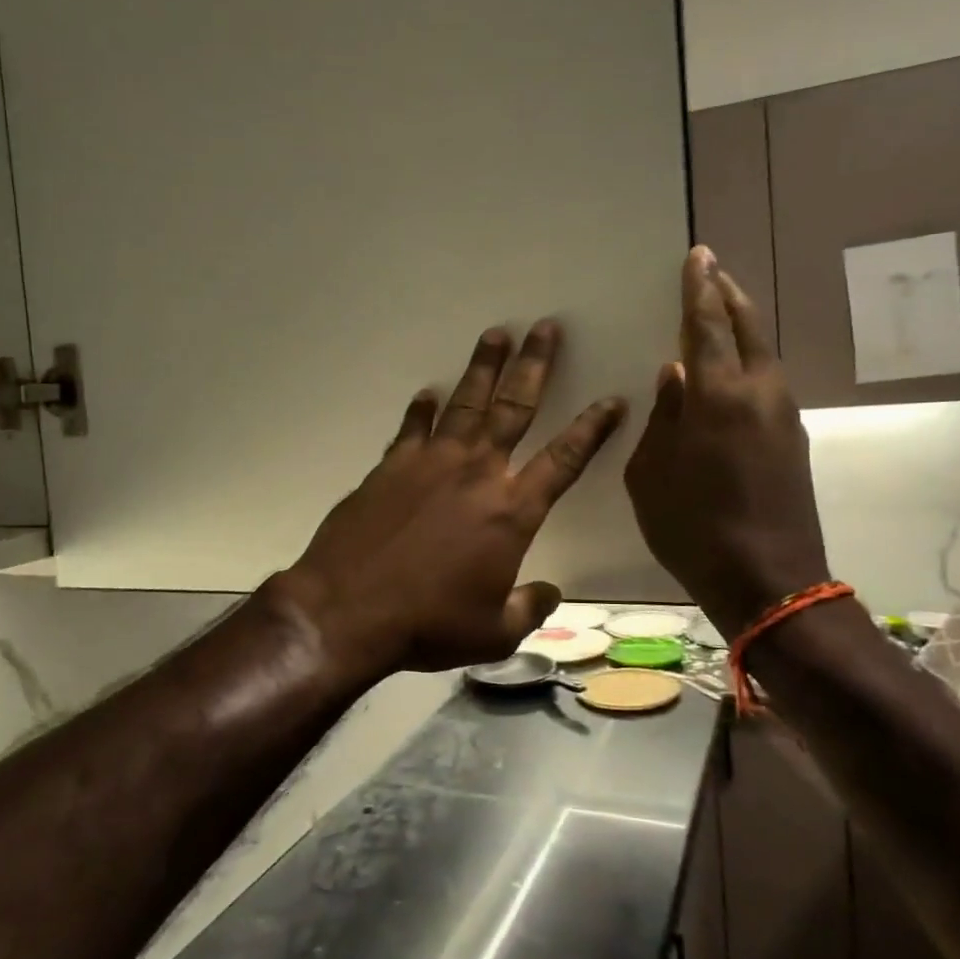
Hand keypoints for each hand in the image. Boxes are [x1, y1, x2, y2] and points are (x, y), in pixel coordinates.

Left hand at [280, 321, 625, 676]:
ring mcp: (430, 463)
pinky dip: (421, 410)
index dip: (593, 429)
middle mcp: (476, 473)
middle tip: (546, 327)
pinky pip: (412, 429)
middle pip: (514, 407)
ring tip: (496, 334)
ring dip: (483, 367)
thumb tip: (550, 594)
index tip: (612, 400)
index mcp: (512, 511)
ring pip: (465, 403)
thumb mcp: (493, 632)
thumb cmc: (428, 623)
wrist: (347, 610)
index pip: (565, 459)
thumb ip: (529, 609)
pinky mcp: (390, 467)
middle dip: (535, 365)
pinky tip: (427, 394)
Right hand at [624, 247, 830, 637]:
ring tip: (719, 310)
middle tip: (711, 270)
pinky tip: (732, 368)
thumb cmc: (693, 529)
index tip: (698, 255)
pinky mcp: (792, 438)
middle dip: (727, 294)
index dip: (699, 288)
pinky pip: (768, 380)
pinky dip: (749, 358)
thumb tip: (673, 376)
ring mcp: (783, 415)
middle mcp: (758, 393)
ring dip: (742, 325)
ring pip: (763, 352)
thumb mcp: (652, 476)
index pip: (706, 326)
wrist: (770, 580)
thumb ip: (661, 419)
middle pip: (747, 327)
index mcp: (717, 397)